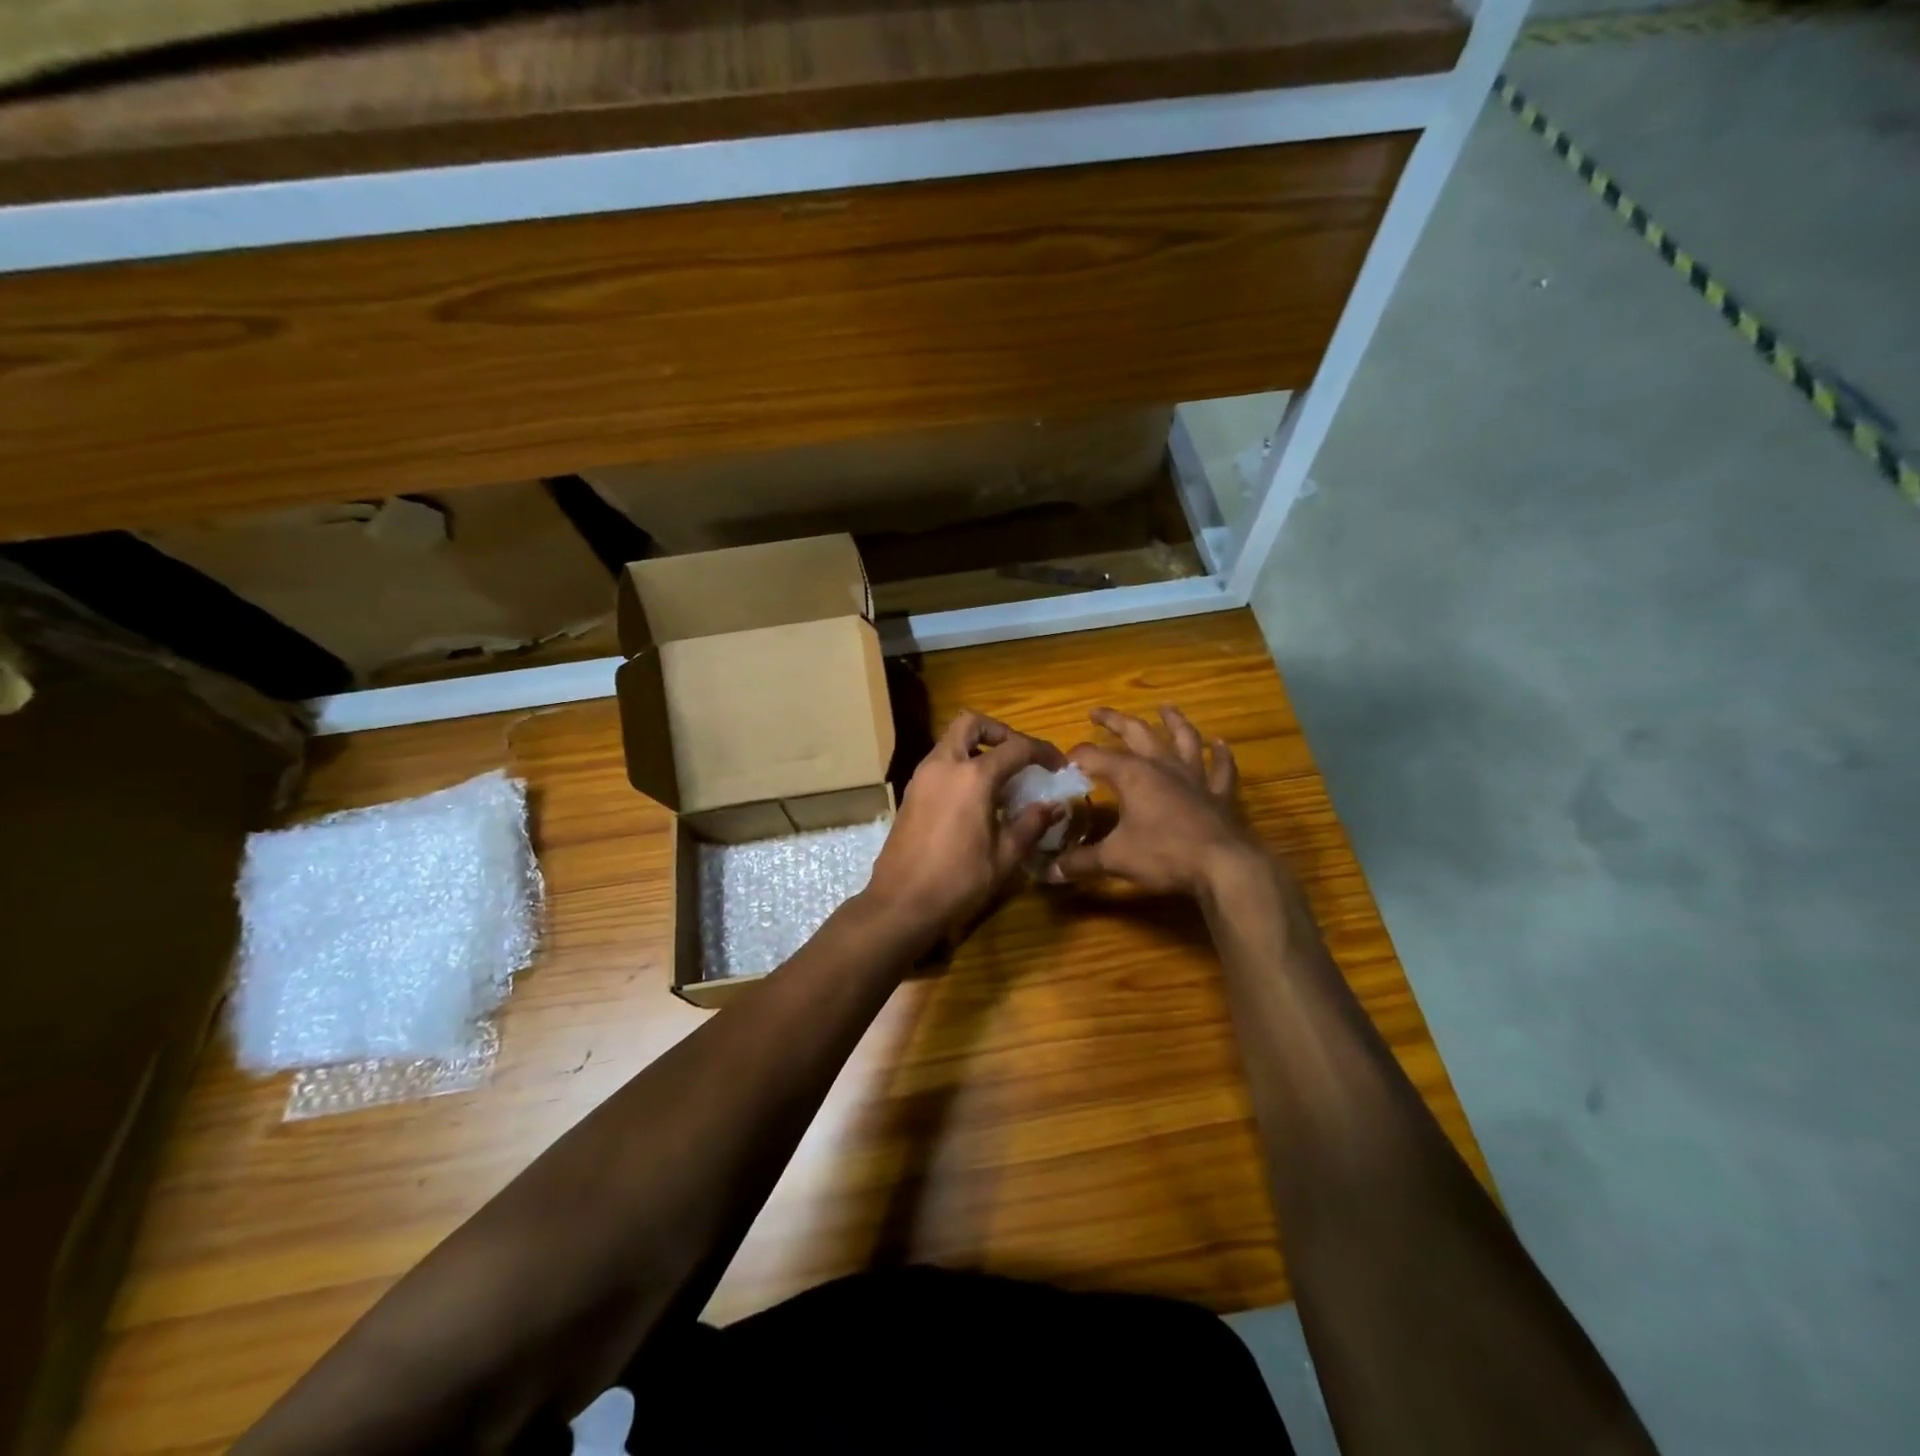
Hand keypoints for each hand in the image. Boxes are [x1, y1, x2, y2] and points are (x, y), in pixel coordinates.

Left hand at [864, 711, 1067, 936]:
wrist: (901, 902)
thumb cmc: (958, 880)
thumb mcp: (1004, 856)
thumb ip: (1031, 824)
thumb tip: (1054, 806)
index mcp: (972, 777)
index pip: (1016, 748)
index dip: (1043, 751)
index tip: (1058, 765)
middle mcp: (944, 765)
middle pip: (971, 724)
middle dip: (999, 731)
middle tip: (1019, 756)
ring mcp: (922, 777)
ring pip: (951, 741)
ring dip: (977, 748)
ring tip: (1000, 779)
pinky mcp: (910, 792)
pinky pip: (939, 762)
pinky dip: (960, 765)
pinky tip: (975, 797)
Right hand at [1046, 706, 1261, 897]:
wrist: (1223, 866)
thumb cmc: (1165, 855)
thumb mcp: (1115, 859)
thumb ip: (1081, 862)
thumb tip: (1049, 871)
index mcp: (1132, 775)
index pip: (1094, 757)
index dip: (1075, 758)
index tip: (1060, 764)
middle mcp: (1162, 766)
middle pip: (1136, 733)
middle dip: (1114, 721)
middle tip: (1097, 713)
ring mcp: (1195, 777)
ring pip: (1183, 739)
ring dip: (1174, 721)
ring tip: (1165, 708)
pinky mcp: (1220, 794)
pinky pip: (1221, 768)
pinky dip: (1221, 754)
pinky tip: (1220, 743)